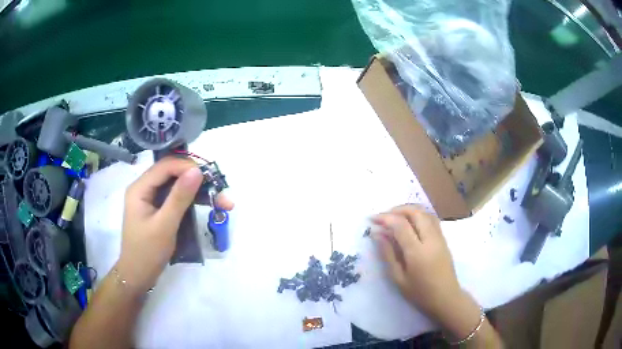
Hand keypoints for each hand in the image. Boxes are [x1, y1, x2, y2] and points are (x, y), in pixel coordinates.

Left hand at [117, 157, 233, 293]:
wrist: (138, 276)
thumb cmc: (147, 252)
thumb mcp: (164, 225)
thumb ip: (179, 197)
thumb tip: (197, 171)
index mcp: (140, 188)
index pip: (165, 166)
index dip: (187, 167)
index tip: (210, 176)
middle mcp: (145, 188)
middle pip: (172, 174)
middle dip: (197, 180)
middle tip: (220, 190)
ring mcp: (151, 199)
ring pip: (177, 186)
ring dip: (198, 191)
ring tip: (222, 202)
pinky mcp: (158, 209)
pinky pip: (176, 198)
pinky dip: (192, 201)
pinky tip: (208, 205)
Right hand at [371, 205, 467, 326]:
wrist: (446, 298)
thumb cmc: (420, 293)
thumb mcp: (398, 278)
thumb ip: (388, 254)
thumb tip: (377, 234)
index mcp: (417, 252)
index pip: (401, 225)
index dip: (385, 218)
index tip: (372, 219)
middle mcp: (431, 239)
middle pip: (415, 212)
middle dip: (397, 210)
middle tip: (383, 217)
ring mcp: (440, 237)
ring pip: (425, 212)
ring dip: (409, 210)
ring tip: (395, 217)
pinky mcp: (444, 239)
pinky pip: (431, 219)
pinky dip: (418, 215)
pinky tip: (410, 223)